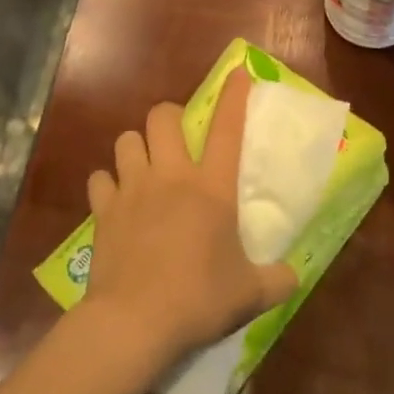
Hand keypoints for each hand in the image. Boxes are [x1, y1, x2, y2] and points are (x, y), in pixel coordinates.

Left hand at [83, 68, 298, 370]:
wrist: (135, 321)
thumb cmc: (199, 299)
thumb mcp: (250, 294)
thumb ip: (277, 280)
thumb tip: (294, 276)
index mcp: (212, 188)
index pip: (228, 129)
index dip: (234, 96)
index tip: (238, 72)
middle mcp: (170, 176)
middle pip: (161, 117)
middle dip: (169, 116)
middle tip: (176, 137)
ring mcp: (132, 189)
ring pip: (126, 140)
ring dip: (136, 147)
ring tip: (143, 166)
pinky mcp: (103, 210)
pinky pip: (100, 179)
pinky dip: (107, 184)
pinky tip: (114, 200)